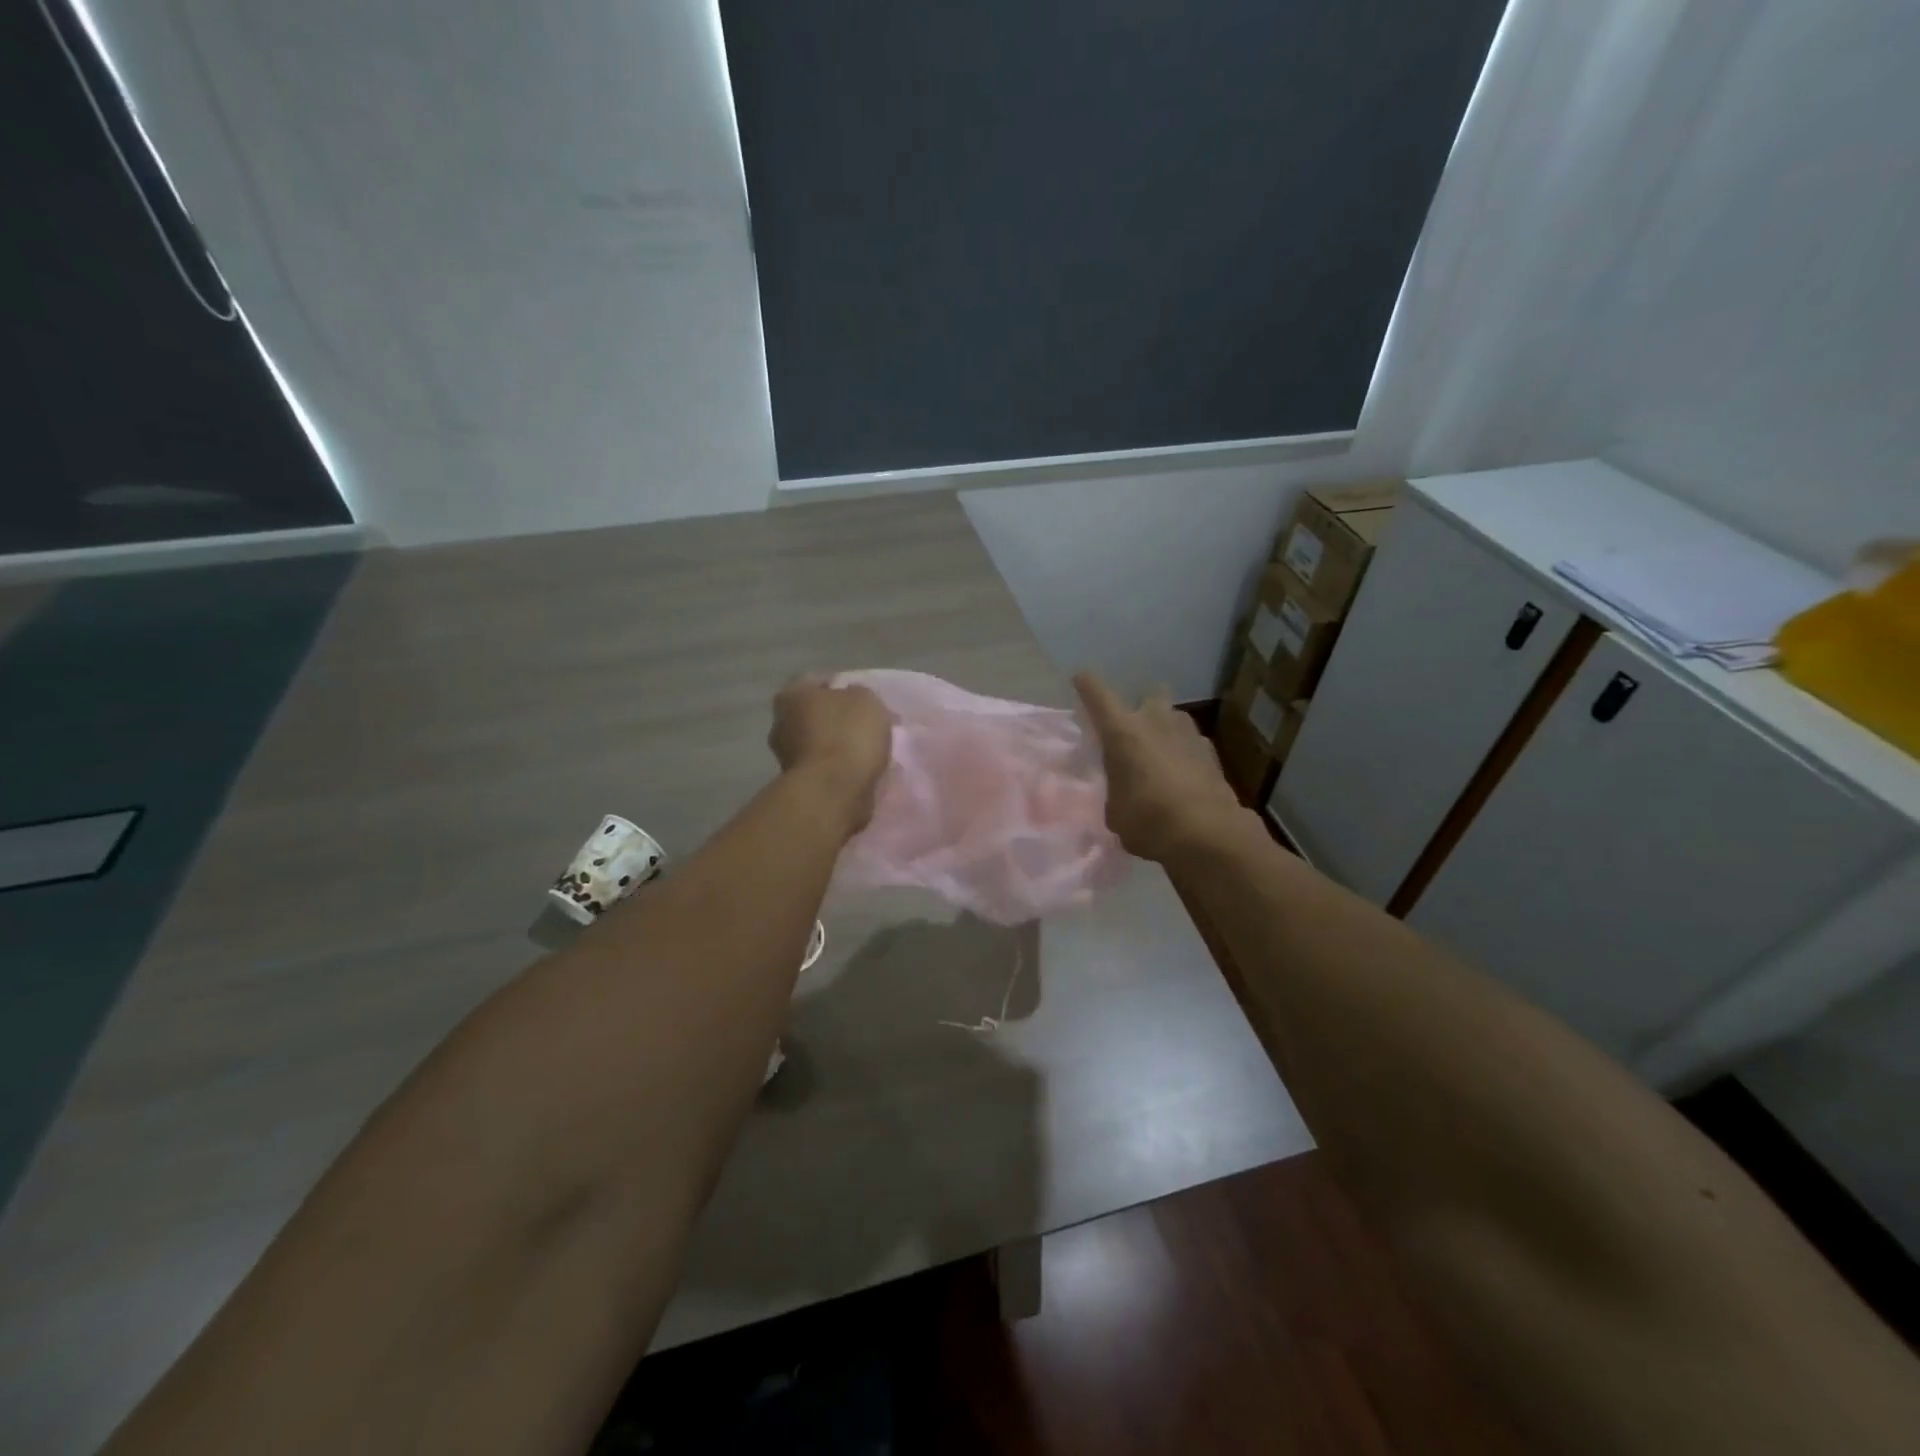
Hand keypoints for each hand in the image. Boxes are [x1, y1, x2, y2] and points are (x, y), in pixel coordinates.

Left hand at [769, 676, 894, 834]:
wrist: (833, 792)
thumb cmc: (847, 735)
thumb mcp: (865, 699)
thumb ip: (858, 693)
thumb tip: (853, 700)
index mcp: (791, 695)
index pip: (816, 681)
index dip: (842, 687)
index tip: (864, 699)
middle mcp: (781, 723)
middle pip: (815, 714)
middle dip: (837, 719)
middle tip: (866, 725)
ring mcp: (786, 757)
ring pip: (818, 743)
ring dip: (838, 747)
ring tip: (867, 752)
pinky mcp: (799, 785)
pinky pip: (823, 769)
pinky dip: (838, 769)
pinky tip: (859, 772)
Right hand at [1074, 672, 1244, 863]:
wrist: (1208, 833)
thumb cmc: (1147, 820)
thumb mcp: (1114, 812)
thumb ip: (1116, 791)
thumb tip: (1122, 792)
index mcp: (1122, 731)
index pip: (1097, 694)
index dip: (1087, 685)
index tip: (1081, 679)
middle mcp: (1155, 721)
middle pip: (1149, 694)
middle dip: (1143, 705)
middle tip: (1136, 730)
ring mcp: (1188, 733)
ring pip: (1174, 718)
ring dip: (1166, 731)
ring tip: (1160, 758)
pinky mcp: (1212, 752)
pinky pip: (1192, 743)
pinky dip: (1185, 754)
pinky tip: (1183, 777)